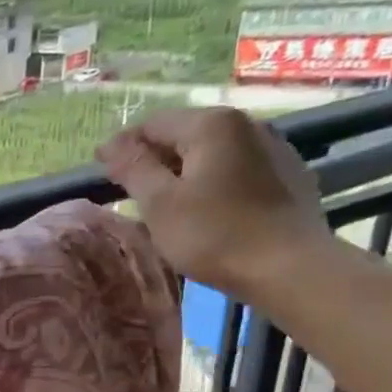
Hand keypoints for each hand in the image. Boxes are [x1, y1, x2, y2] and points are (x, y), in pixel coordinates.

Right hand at [98, 107, 331, 299]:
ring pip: (213, 151)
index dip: (121, 146)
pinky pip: (237, 167)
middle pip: (185, 133)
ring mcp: (274, 146)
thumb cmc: (214, 235)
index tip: (100, 170)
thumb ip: (133, 168)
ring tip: (167, 199)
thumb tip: (111, 144)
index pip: (151, 124)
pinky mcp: (289, 174)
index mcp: (211, 125)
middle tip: (130, 189)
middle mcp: (246, 123)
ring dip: (184, 169)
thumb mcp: (160, 203)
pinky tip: (207, 206)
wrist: (290, 268)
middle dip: (154, 157)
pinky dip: (213, 179)